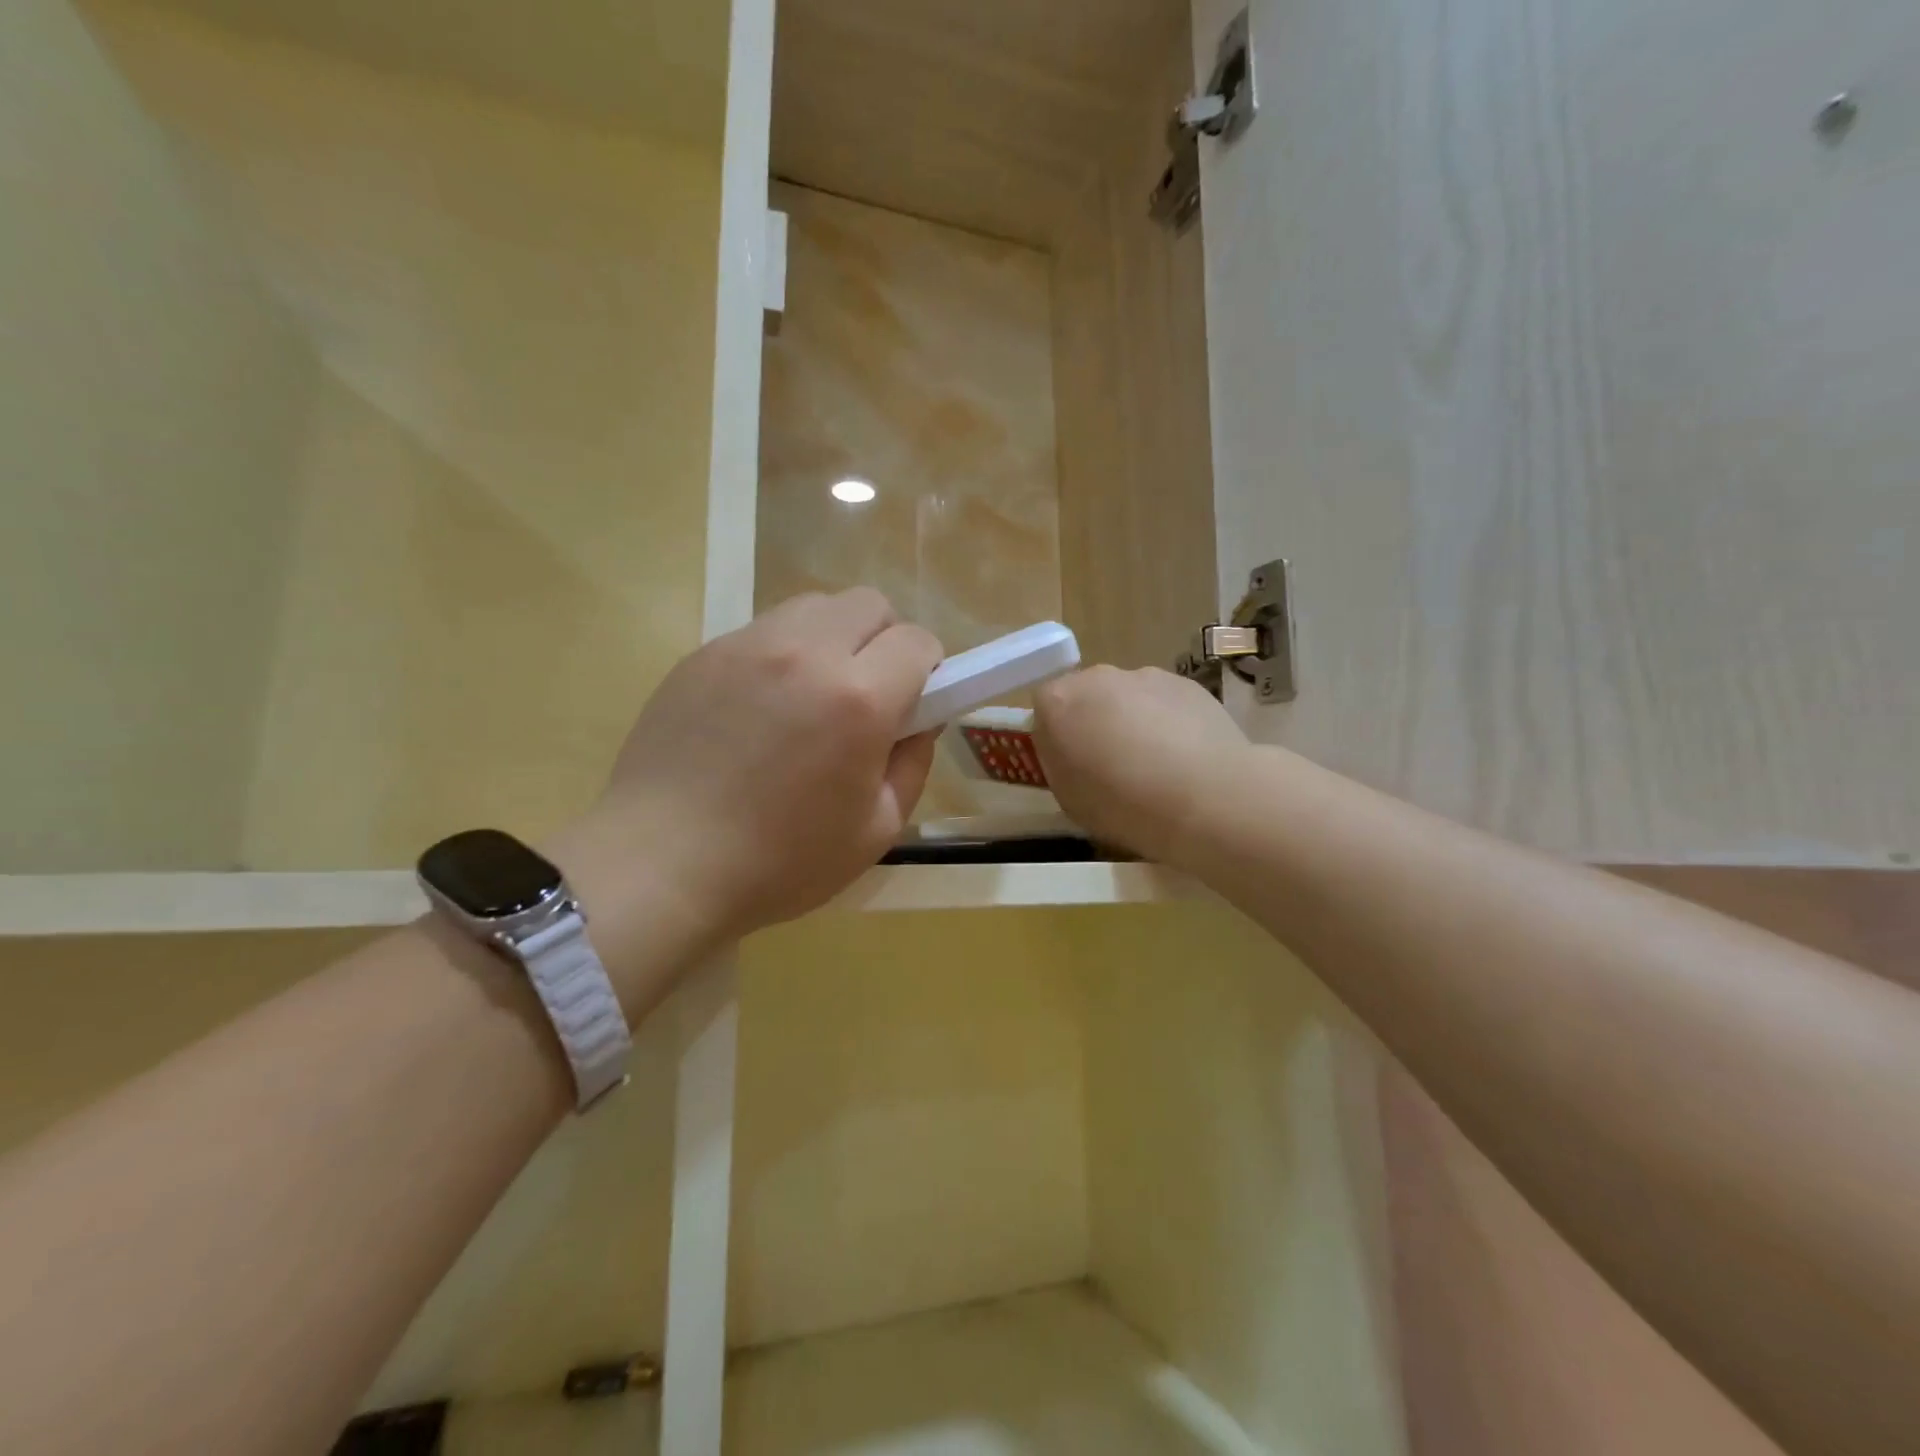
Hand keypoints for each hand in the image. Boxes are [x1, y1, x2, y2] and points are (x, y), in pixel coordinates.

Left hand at [553, 590, 941, 979]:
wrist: (661, 864)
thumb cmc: (780, 861)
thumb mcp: (877, 829)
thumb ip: (912, 762)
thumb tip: (919, 720)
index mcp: (858, 698)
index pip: (918, 641)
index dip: (929, 671)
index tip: (913, 704)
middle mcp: (806, 652)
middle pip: (870, 604)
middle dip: (884, 641)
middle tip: (867, 695)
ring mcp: (748, 645)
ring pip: (815, 607)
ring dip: (833, 638)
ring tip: (811, 696)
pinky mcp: (704, 653)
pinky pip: (765, 631)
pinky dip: (783, 655)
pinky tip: (759, 710)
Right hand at [1033, 665, 1250, 865]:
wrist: (1205, 798)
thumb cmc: (1122, 805)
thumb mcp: (1069, 798)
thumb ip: (1061, 763)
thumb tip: (1072, 752)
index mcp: (1057, 702)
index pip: (1044, 707)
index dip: (1056, 735)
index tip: (1071, 763)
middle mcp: (1096, 677)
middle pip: (1086, 695)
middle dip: (1094, 721)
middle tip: (1111, 764)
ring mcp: (1144, 675)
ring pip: (1128, 696)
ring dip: (1132, 720)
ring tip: (1155, 765)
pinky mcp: (1186, 683)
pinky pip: (1165, 701)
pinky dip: (1168, 721)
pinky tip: (1185, 757)